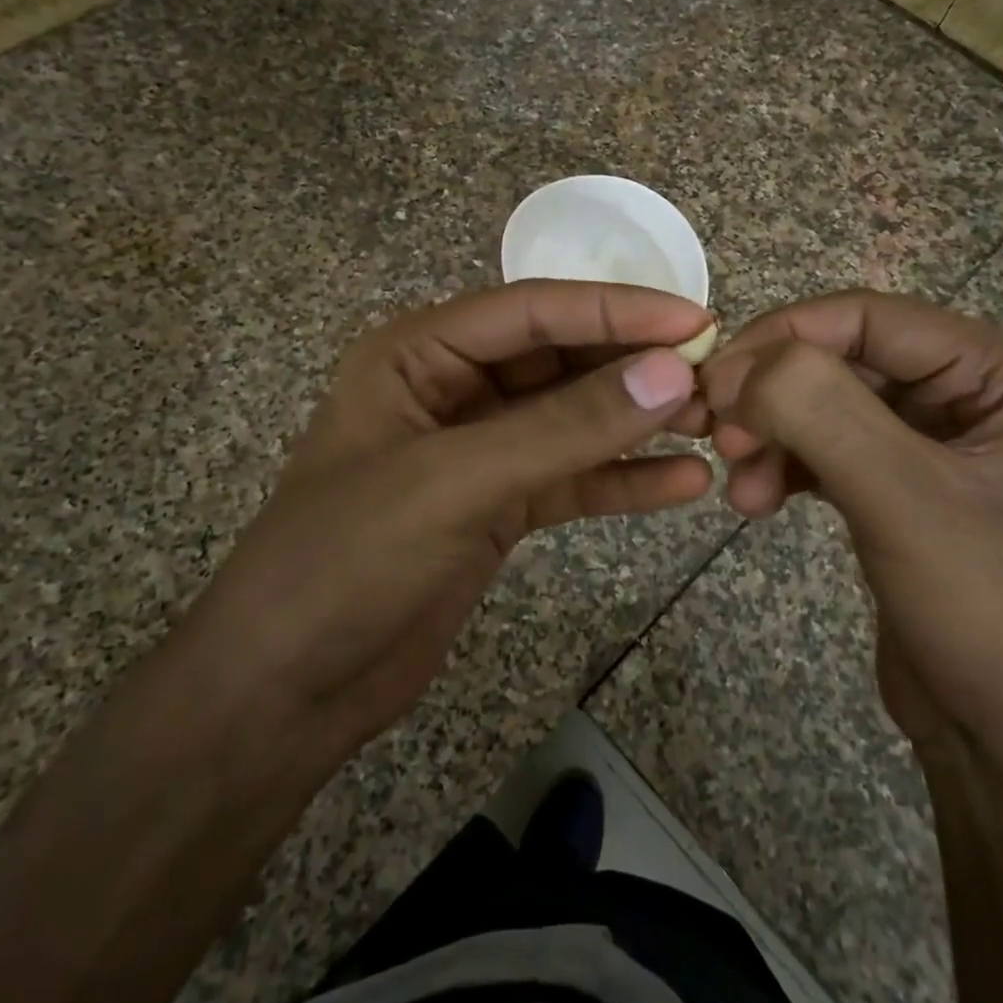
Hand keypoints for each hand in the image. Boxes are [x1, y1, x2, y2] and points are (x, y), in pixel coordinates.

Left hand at [185, 281, 714, 766]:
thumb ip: (565, 428)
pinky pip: (571, 479)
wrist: (284, 691)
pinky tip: (683, 485)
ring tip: (712, 424)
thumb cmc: (346, 561)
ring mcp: (478, 449)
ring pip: (572, 419)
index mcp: (420, 352)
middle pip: (560, 360)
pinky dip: (622, 480)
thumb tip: (671, 372)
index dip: (616, 311)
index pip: (534, 312)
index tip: (696, 321)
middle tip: (717, 376)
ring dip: (638, 420)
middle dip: (634, 367)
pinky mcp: (497, 506)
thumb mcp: (455, 481)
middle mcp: (452, 387)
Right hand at [699, 290, 1002, 774]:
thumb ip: (823, 412)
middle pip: (837, 358)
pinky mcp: (890, 484)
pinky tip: (754, 500)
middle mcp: (962, 390)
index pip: (866, 317)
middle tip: (717, 435)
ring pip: (819, 404)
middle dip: (771, 395)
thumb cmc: (989, 612)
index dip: (783, 337)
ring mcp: (924, 439)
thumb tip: (737, 366)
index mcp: (995, 369)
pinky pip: (820, 448)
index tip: (716, 382)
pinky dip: (780, 465)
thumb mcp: (905, 499)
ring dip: (769, 435)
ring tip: (740, 487)